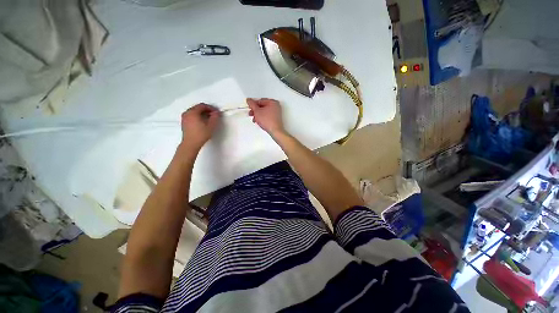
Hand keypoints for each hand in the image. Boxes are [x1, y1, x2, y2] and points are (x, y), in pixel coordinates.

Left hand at [180, 103, 220, 150]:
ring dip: (202, 113)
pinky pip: (191, 116)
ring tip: (209, 119)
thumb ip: (215, 117)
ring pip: (194, 112)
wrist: (191, 144)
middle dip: (206, 110)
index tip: (216, 112)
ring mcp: (184, 118)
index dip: (211, 108)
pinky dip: (197, 117)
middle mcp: (187, 113)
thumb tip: (216, 112)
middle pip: (197, 108)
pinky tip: (202, 122)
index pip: (202, 105)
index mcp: (192, 112)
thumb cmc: (201, 134)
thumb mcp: (211, 126)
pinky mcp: (184, 122)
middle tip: (213, 115)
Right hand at [247, 98, 284, 134]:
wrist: (275, 131)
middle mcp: (276, 106)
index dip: (253, 104)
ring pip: (264, 112)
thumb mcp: (257, 111)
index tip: (249, 106)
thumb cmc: (268, 121)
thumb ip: (252, 104)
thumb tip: (249, 100)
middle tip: (251, 113)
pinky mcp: (276, 118)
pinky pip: (267, 116)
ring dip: (258, 115)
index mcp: (272, 102)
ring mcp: (276, 113)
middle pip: (262, 106)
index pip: (260, 101)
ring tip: (254, 119)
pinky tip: (259, 121)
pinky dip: (262, 118)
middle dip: (255, 111)